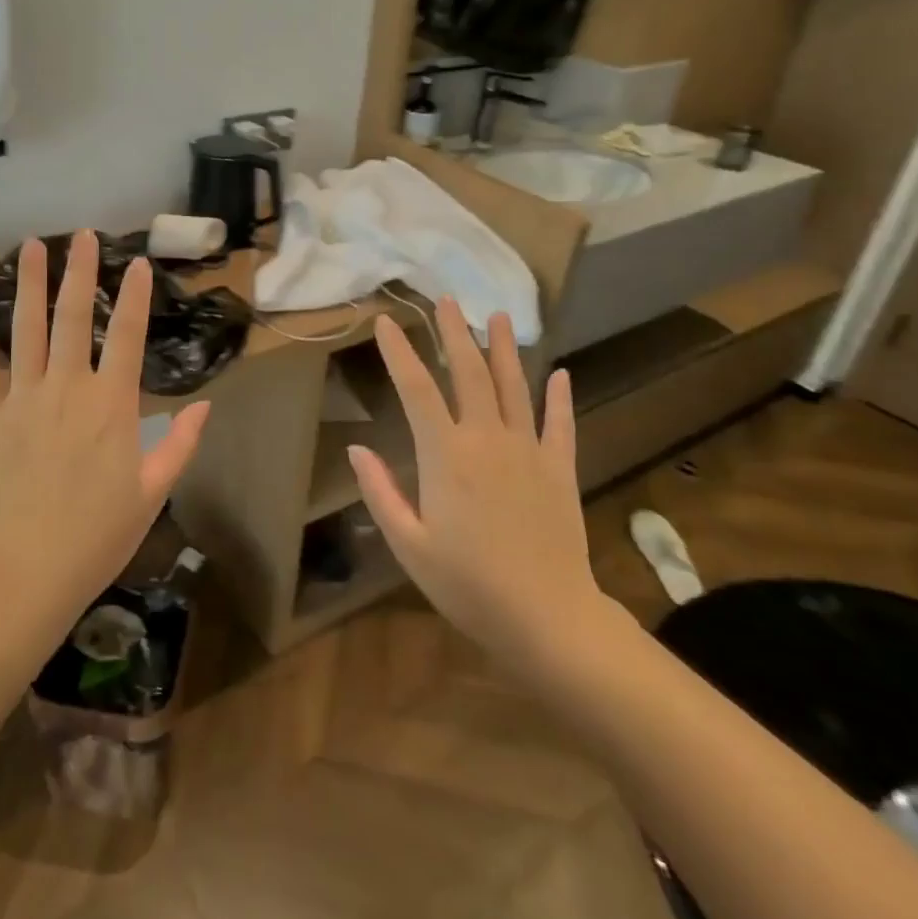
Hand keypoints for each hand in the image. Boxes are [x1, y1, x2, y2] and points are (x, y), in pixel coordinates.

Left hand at [0, 230, 211, 625]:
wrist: (27, 573)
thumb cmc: (98, 537)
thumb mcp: (151, 492)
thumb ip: (180, 444)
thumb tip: (204, 406)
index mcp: (112, 406)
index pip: (128, 336)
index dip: (136, 297)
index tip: (139, 263)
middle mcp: (67, 389)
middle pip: (74, 318)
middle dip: (80, 273)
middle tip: (82, 235)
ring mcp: (21, 400)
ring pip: (25, 330)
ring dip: (29, 286)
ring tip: (31, 247)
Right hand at [348, 301, 618, 681]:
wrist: (547, 618)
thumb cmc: (467, 584)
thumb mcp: (409, 544)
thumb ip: (381, 491)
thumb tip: (357, 449)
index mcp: (444, 455)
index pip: (416, 389)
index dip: (399, 351)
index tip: (387, 321)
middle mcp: (487, 439)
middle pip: (469, 373)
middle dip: (455, 333)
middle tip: (447, 300)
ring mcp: (528, 450)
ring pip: (514, 387)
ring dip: (503, 349)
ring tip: (497, 315)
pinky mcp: (559, 469)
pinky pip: (559, 424)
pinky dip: (559, 397)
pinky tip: (560, 373)